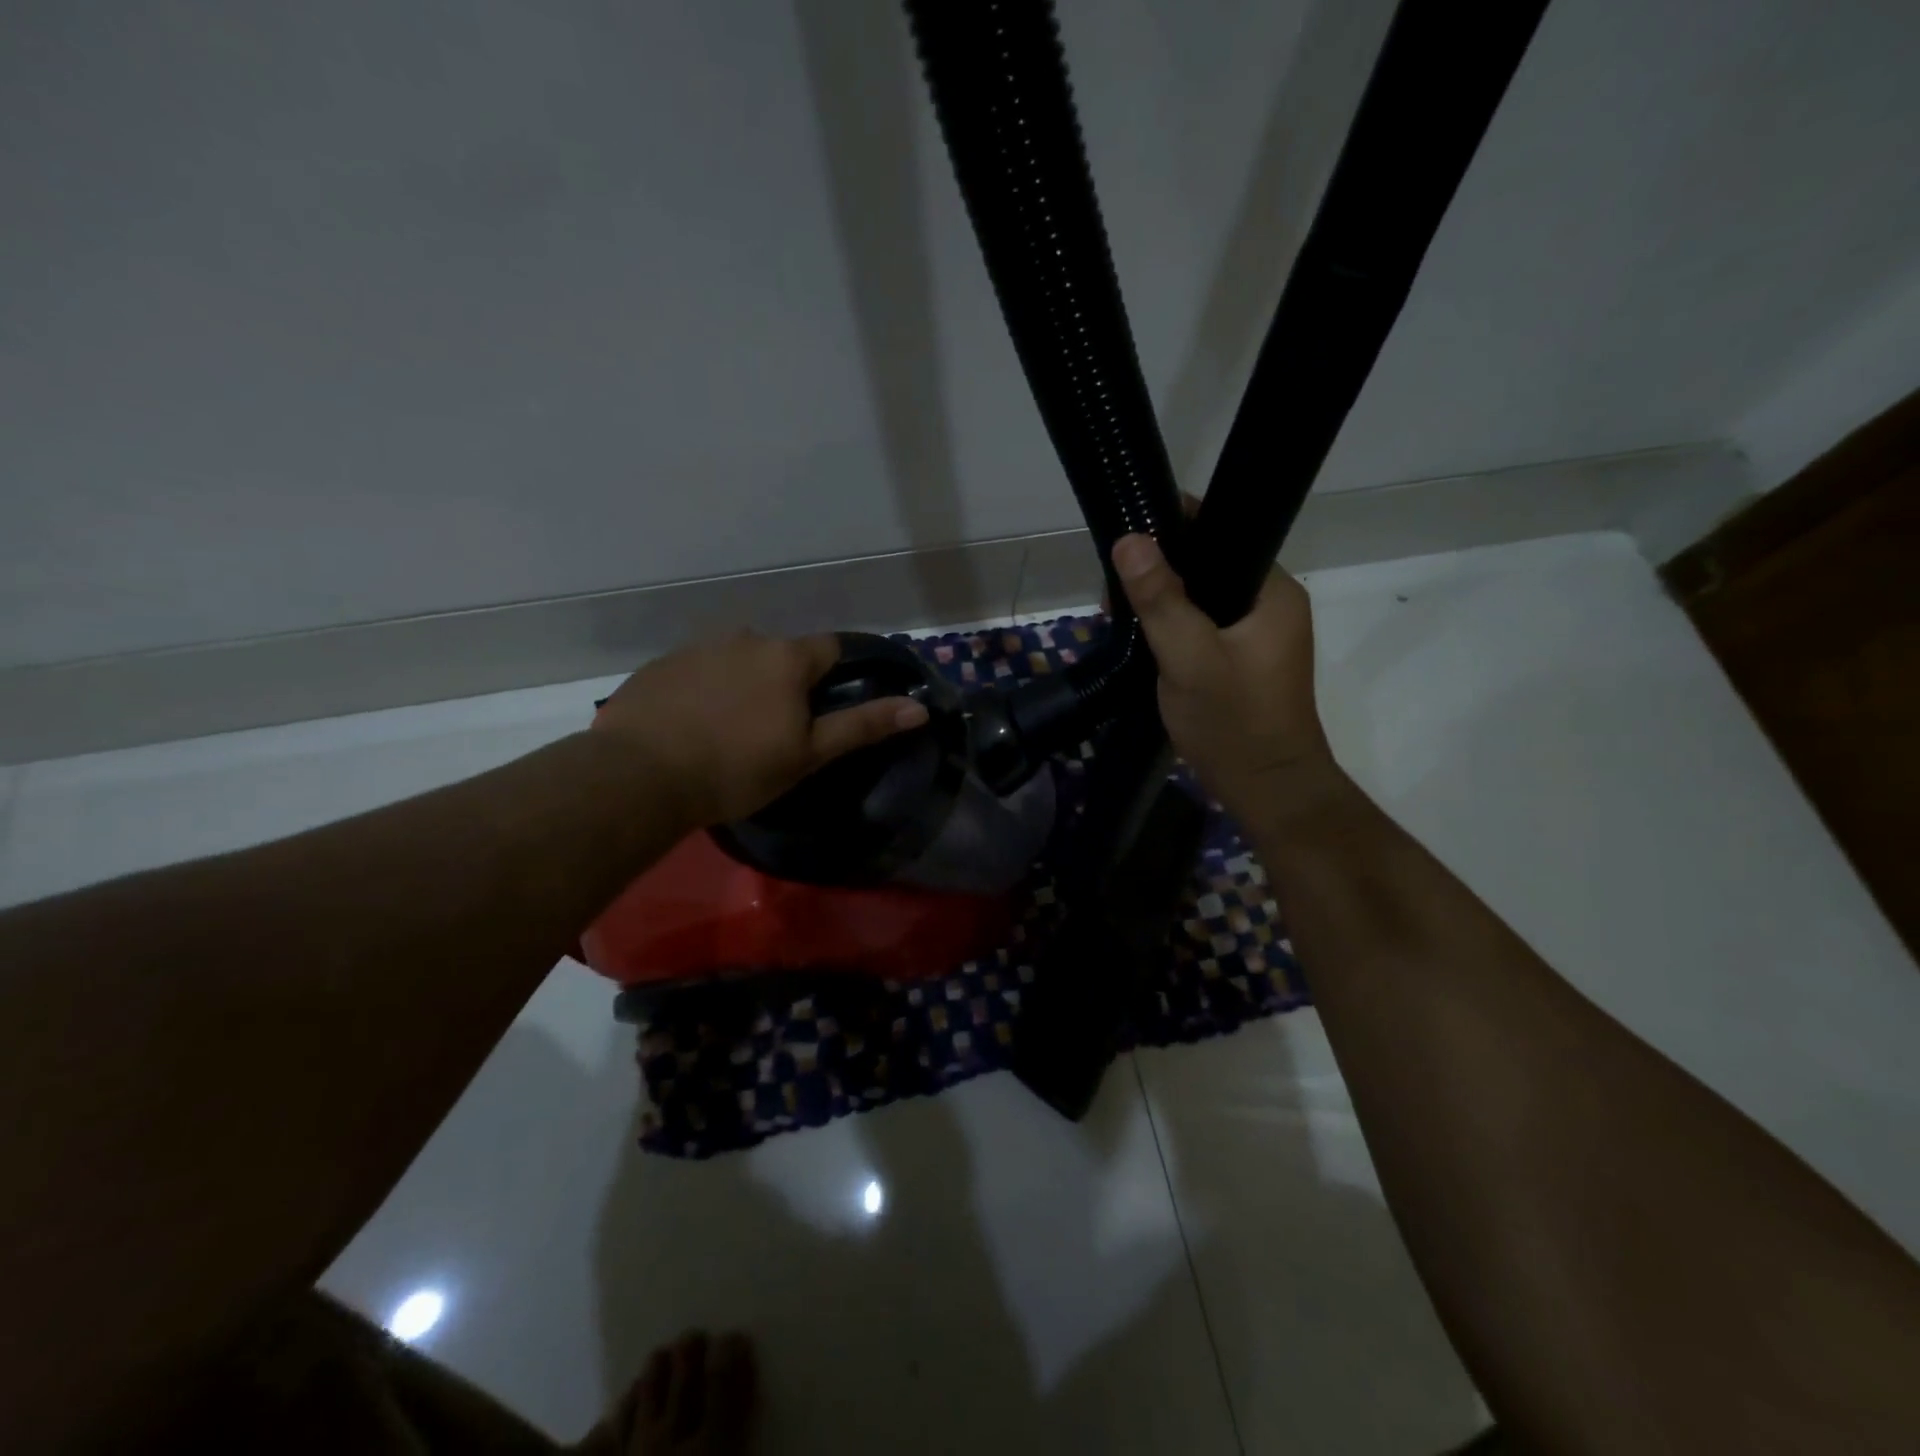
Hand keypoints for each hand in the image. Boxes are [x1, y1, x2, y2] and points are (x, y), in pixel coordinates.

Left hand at [595, 632, 927, 827]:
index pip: (829, 648)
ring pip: (736, 660)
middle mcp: (744, 638)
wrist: (640, 776)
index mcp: (786, 657)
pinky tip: (689, 727)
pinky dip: (702, 691)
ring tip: (726, 732)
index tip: (821, 709)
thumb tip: (920, 707)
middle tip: (772, 732)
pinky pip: (695, 672)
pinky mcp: (659, 666)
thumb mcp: (808, 754)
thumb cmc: (737, 768)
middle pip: (779, 654)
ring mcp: (696, 648)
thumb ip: (862, 726)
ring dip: (741, 684)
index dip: (833, 676)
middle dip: (783, 683)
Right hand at [1113, 533, 1340, 819]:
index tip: (1125, 547)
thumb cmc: (1232, 723)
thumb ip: (1160, 599)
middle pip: (1207, 566)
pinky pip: (1201, 627)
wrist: (1266, 790)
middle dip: (1157, 575)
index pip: (1221, 534)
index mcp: (1272, 591)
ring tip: (1117, 617)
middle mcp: (1270, 603)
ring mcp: (1257, 634)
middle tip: (1112, 597)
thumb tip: (1129, 538)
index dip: (1171, 531)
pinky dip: (1170, 629)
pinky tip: (1140, 641)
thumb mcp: (1189, 658)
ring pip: (1200, 599)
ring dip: (1159, 605)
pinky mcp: (1242, 660)